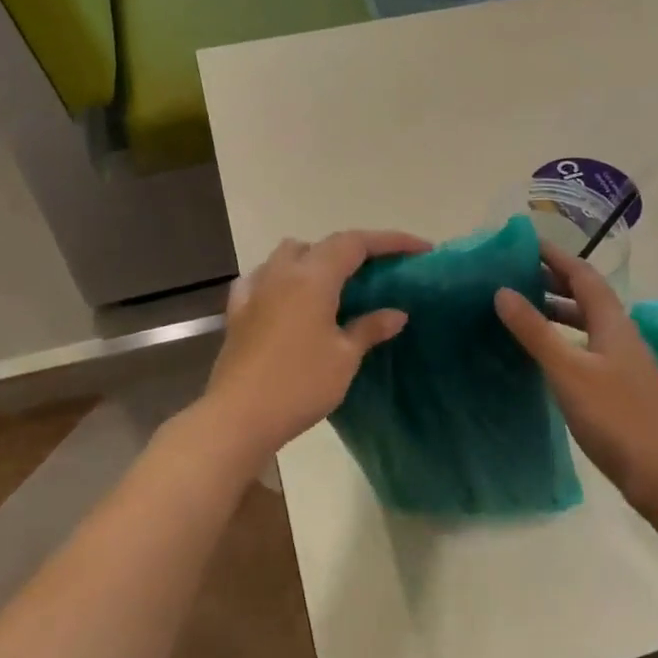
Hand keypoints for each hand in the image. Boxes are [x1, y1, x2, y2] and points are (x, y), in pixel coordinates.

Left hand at [203, 229, 430, 466]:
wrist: (239, 417)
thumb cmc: (300, 385)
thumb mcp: (344, 358)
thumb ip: (370, 328)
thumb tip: (396, 313)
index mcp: (313, 277)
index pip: (356, 243)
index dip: (390, 241)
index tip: (420, 249)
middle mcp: (282, 272)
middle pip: (322, 244)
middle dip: (354, 250)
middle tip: (380, 270)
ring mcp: (255, 289)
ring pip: (288, 254)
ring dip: (315, 258)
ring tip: (335, 282)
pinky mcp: (237, 311)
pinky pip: (261, 278)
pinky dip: (280, 278)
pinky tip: (286, 296)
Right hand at [494, 239, 657, 509]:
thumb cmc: (616, 417)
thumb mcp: (568, 371)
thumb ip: (535, 331)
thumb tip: (502, 291)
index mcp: (613, 323)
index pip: (583, 275)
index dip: (555, 257)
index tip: (524, 244)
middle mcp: (620, 335)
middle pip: (587, 296)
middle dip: (553, 281)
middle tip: (514, 275)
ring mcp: (623, 362)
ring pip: (587, 323)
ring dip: (558, 310)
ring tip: (523, 310)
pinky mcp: (620, 387)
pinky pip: (587, 347)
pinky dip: (564, 339)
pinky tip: (545, 355)